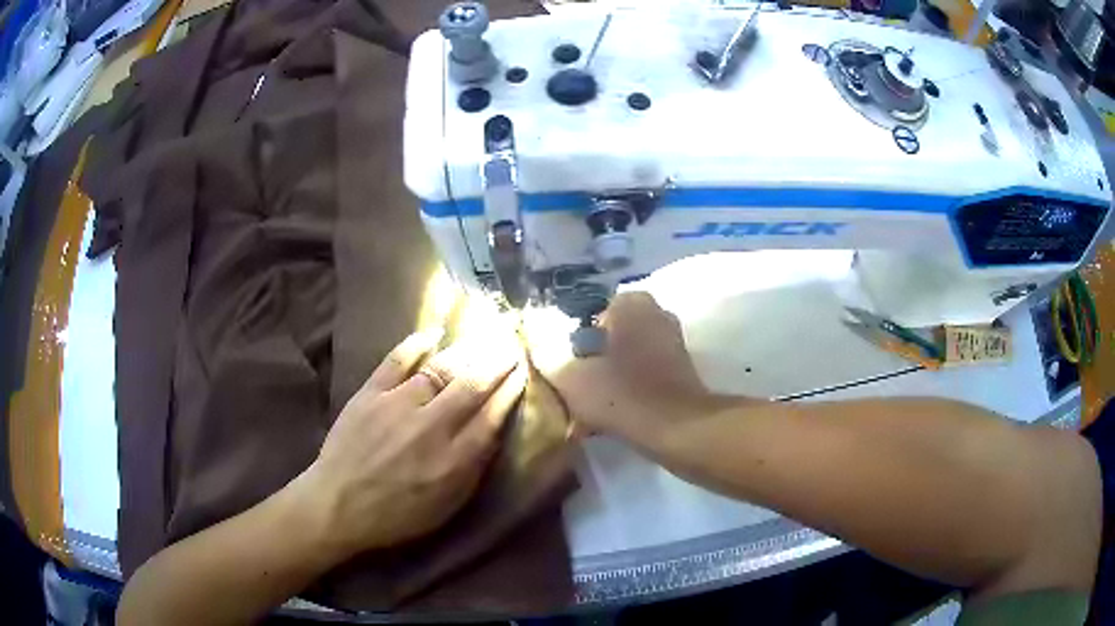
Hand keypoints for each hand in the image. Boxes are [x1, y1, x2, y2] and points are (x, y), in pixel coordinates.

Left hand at [297, 329, 525, 559]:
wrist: (338, 506)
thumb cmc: (397, 515)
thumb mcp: (447, 506)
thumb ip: (473, 469)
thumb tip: (493, 432)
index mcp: (454, 460)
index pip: (491, 416)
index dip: (509, 390)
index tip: (522, 372)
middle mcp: (431, 426)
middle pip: (471, 385)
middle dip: (496, 362)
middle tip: (511, 344)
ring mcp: (397, 405)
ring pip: (440, 369)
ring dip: (467, 350)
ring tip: (484, 335)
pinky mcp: (370, 394)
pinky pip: (396, 361)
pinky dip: (416, 343)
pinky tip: (435, 332)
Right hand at [527, 292, 728, 444]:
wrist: (679, 430)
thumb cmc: (621, 395)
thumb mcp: (569, 376)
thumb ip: (545, 353)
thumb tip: (534, 338)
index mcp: (630, 303)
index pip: (586, 313)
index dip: (568, 342)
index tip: (561, 369)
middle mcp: (656, 313)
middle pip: (606, 337)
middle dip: (588, 363)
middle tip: (572, 389)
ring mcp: (672, 342)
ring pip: (624, 358)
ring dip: (605, 381)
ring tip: (587, 411)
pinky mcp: (681, 370)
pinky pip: (642, 375)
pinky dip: (626, 392)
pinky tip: (610, 419)